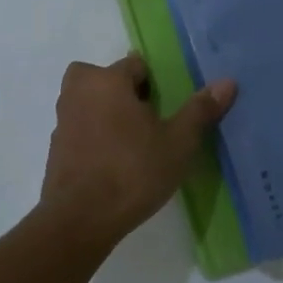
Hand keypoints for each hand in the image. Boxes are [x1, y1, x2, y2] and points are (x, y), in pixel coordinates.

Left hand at [37, 55, 236, 246]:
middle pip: (101, 78)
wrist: (81, 218)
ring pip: (87, 103)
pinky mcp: (55, 149)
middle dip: (120, 90)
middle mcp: (78, 92)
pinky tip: (113, 163)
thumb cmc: (133, 171)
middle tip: (144, 117)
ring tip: (132, 142)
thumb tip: (227, 81)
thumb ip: (200, 110)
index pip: (133, 64)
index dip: (152, 82)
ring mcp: (63, 121)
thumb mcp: (178, 143)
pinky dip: (93, 137)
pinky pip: (79, 130)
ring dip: (105, 113)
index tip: (165, 106)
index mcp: (106, 81)